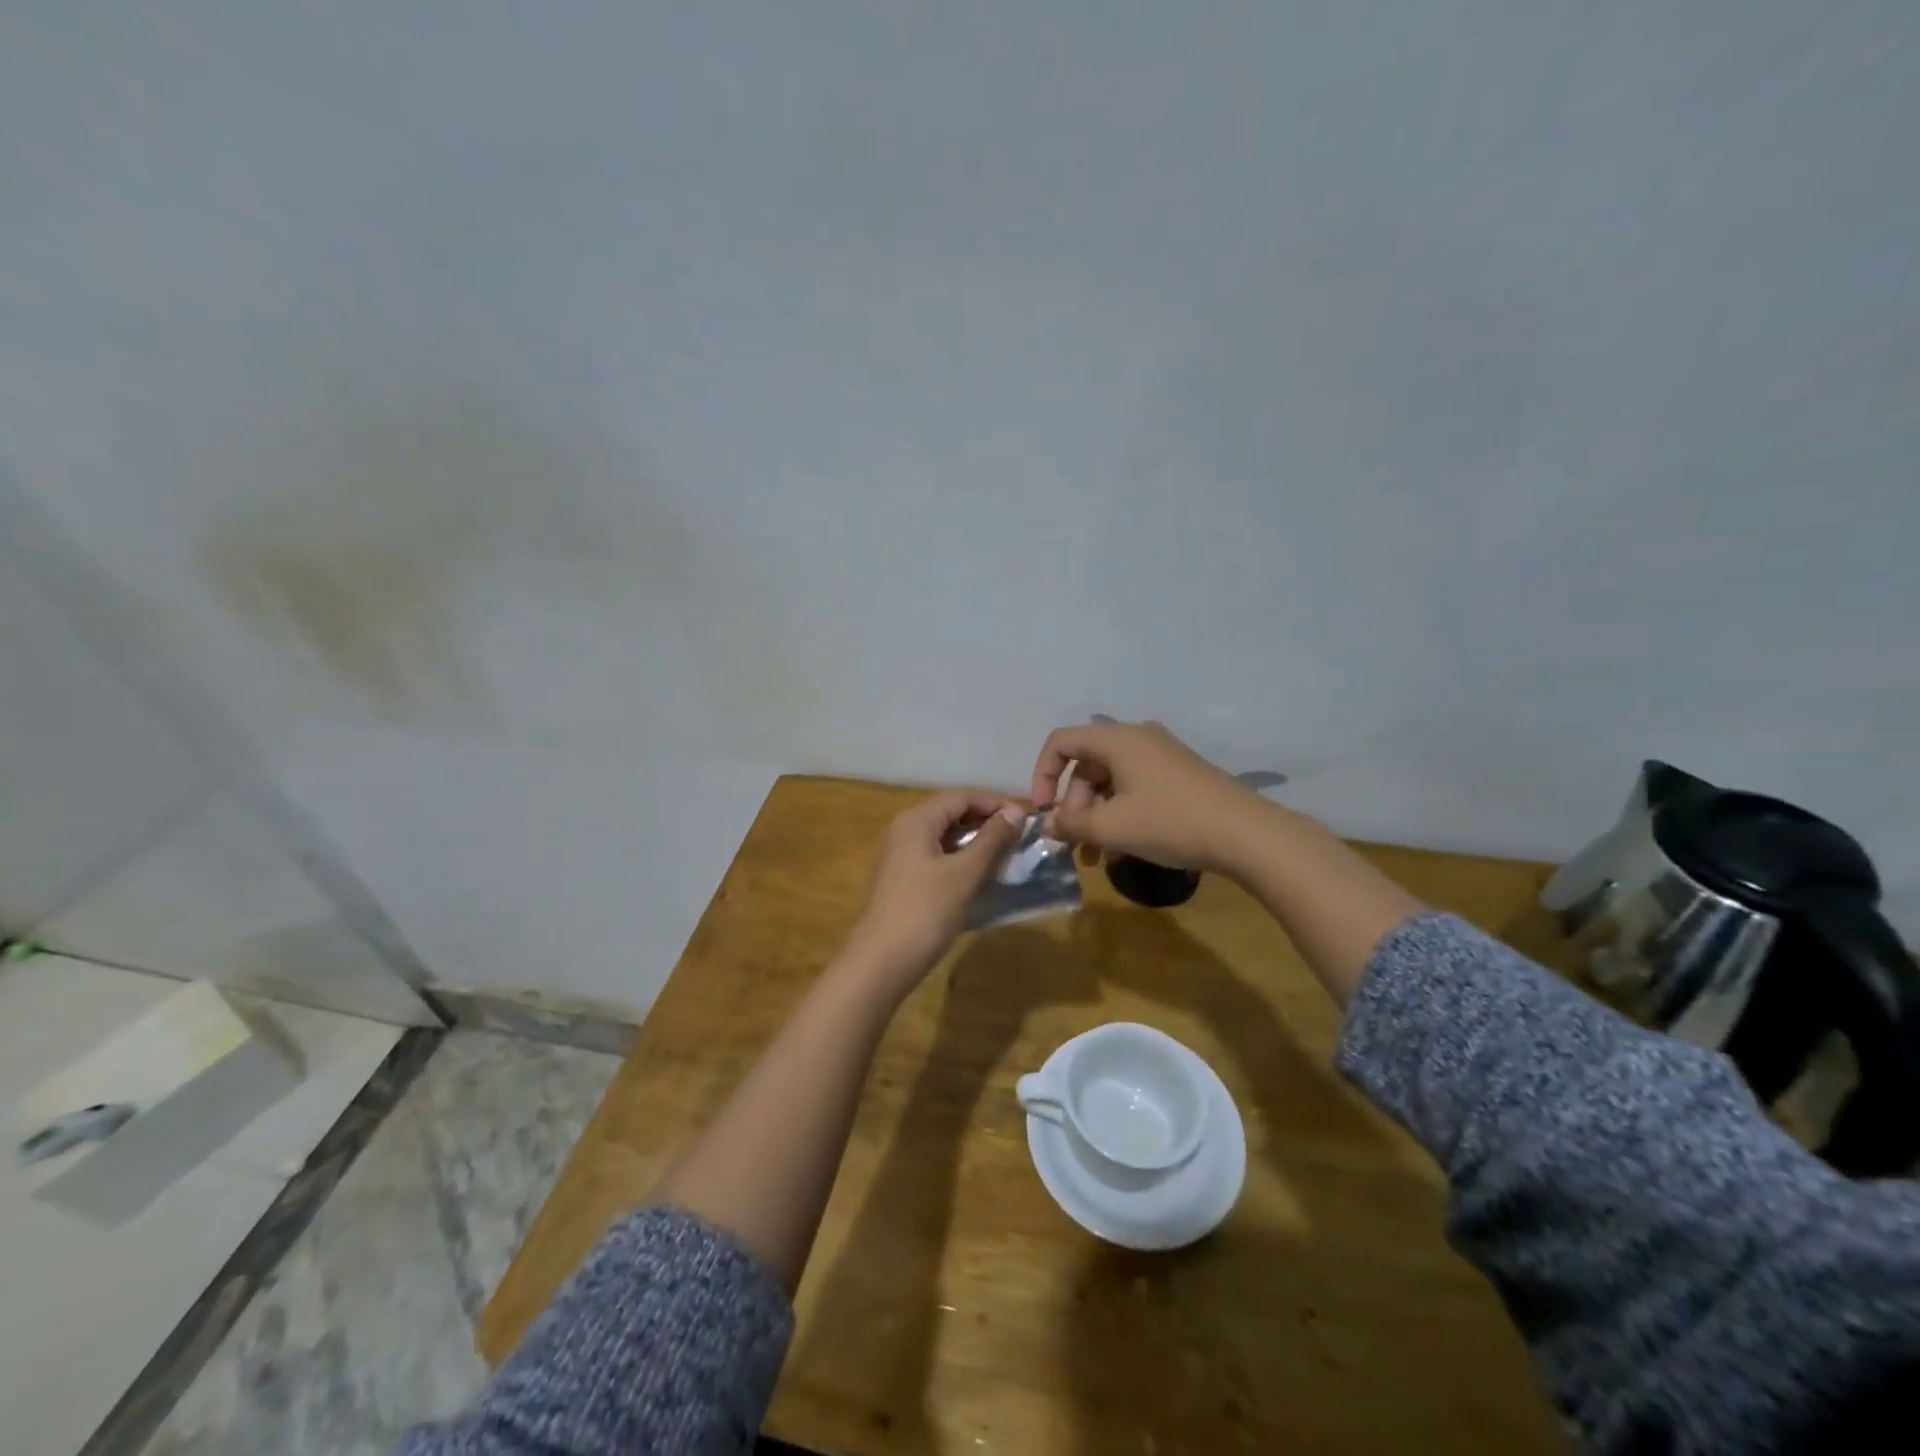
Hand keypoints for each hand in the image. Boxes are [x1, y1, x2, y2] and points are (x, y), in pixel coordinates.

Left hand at [841, 790, 1025, 998]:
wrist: (880, 963)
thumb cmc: (925, 913)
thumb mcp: (964, 874)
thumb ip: (991, 840)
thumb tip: (1015, 812)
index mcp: (916, 821)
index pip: (961, 797)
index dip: (994, 803)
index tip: (1026, 817)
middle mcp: (904, 830)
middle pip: (950, 812)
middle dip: (985, 820)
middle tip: (1019, 835)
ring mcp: (899, 855)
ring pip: (943, 835)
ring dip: (974, 840)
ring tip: (1006, 853)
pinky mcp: (901, 878)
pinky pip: (935, 855)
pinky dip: (959, 857)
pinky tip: (979, 873)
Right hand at [1030, 720, 1265, 872]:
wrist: (1246, 834)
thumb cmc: (1170, 822)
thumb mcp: (1112, 827)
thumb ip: (1072, 824)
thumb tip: (1049, 823)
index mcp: (1117, 740)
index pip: (1061, 742)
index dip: (1043, 774)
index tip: (1045, 811)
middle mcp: (1138, 738)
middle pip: (1087, 764)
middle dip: (1074, 805)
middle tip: (1077, 842)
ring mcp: (1162, 756)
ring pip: (1111, 780)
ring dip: (1097, 815)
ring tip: (1097, 855)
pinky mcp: (1179, 775)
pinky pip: (1135, 787)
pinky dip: (1121, 813)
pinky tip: (1125, 848)